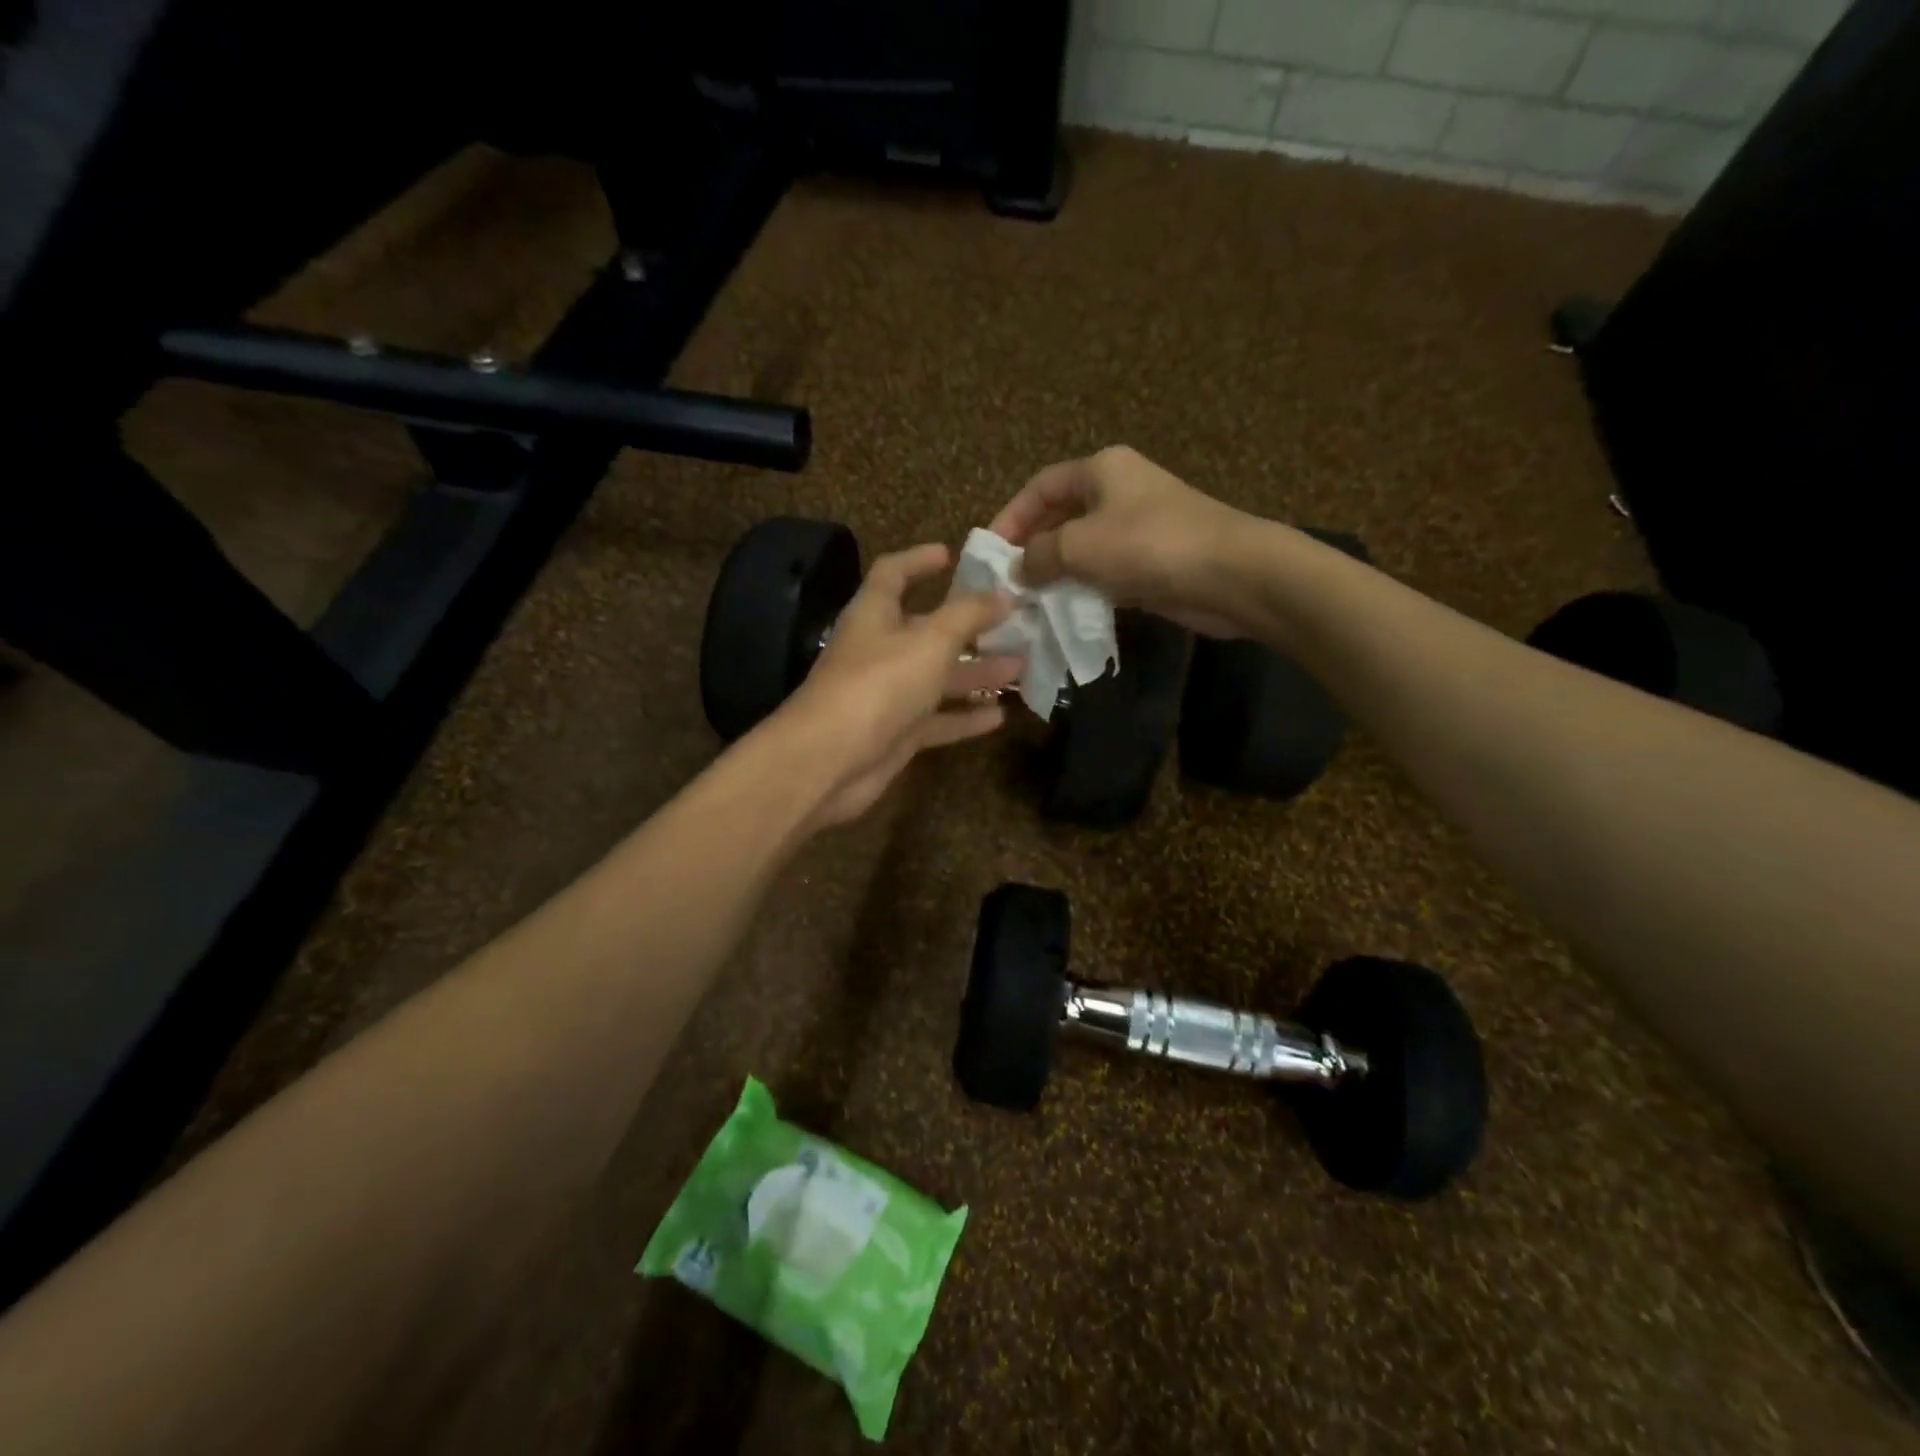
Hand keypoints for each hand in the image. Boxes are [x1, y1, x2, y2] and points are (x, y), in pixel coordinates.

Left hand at [776, 543, 1022, 828]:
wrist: (831, 760)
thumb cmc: (879, 684)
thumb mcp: (931, 640)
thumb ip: (969, 615)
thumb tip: (1004, 594)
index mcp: (875, 615)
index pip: (893, 574)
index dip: (919, 560)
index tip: (952, 555)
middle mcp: (880, 650)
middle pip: (927, 630)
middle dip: (969, 627)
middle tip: (1013, 623)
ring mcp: (888, 695)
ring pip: (938, 678)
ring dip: (976, 673)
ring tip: (1020, 668)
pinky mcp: (896, 734)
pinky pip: (937, 721)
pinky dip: (965, 717)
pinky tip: (1001, 717)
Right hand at [988, 446, 1249, 636]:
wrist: (1230, 574)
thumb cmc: (1148, 546)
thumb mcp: (1079, 546)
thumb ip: (1038, 556)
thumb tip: (1018, 571)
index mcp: (1101, 470)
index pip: (1040, 487)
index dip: (1010, 517)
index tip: (990, 554)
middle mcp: (1118, 491)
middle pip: (1060, 516)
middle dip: (1031, 548)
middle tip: (1007, 583)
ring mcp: (1138, 527)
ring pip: (1082, 547)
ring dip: (1056, 572)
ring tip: (1029, 601)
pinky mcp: (1152, 561)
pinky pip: (1105, 571)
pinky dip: (1084, 587)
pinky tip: (1065, 610)